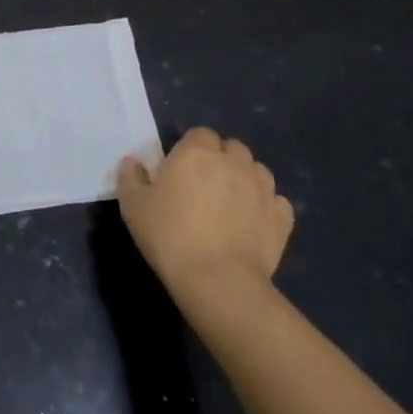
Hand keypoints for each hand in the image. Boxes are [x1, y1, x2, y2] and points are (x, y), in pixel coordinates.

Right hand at [116, 127, 293, 302]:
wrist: (217, 280)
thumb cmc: (169, 236)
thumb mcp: (133, 206)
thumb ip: (131, 177)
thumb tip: (132, 162)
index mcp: (196, 153)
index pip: (199, 134)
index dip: (191, 148)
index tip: (180, 169)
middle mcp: (233, 162)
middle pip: (232, 147)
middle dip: (221, 159)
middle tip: (204, 185)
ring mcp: (263, 189)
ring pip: (258, 170)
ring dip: (246, 179)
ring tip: (231, 202)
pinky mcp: (281, 218)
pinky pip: (277, 202)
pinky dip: (267, 207)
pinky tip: (253, 222)